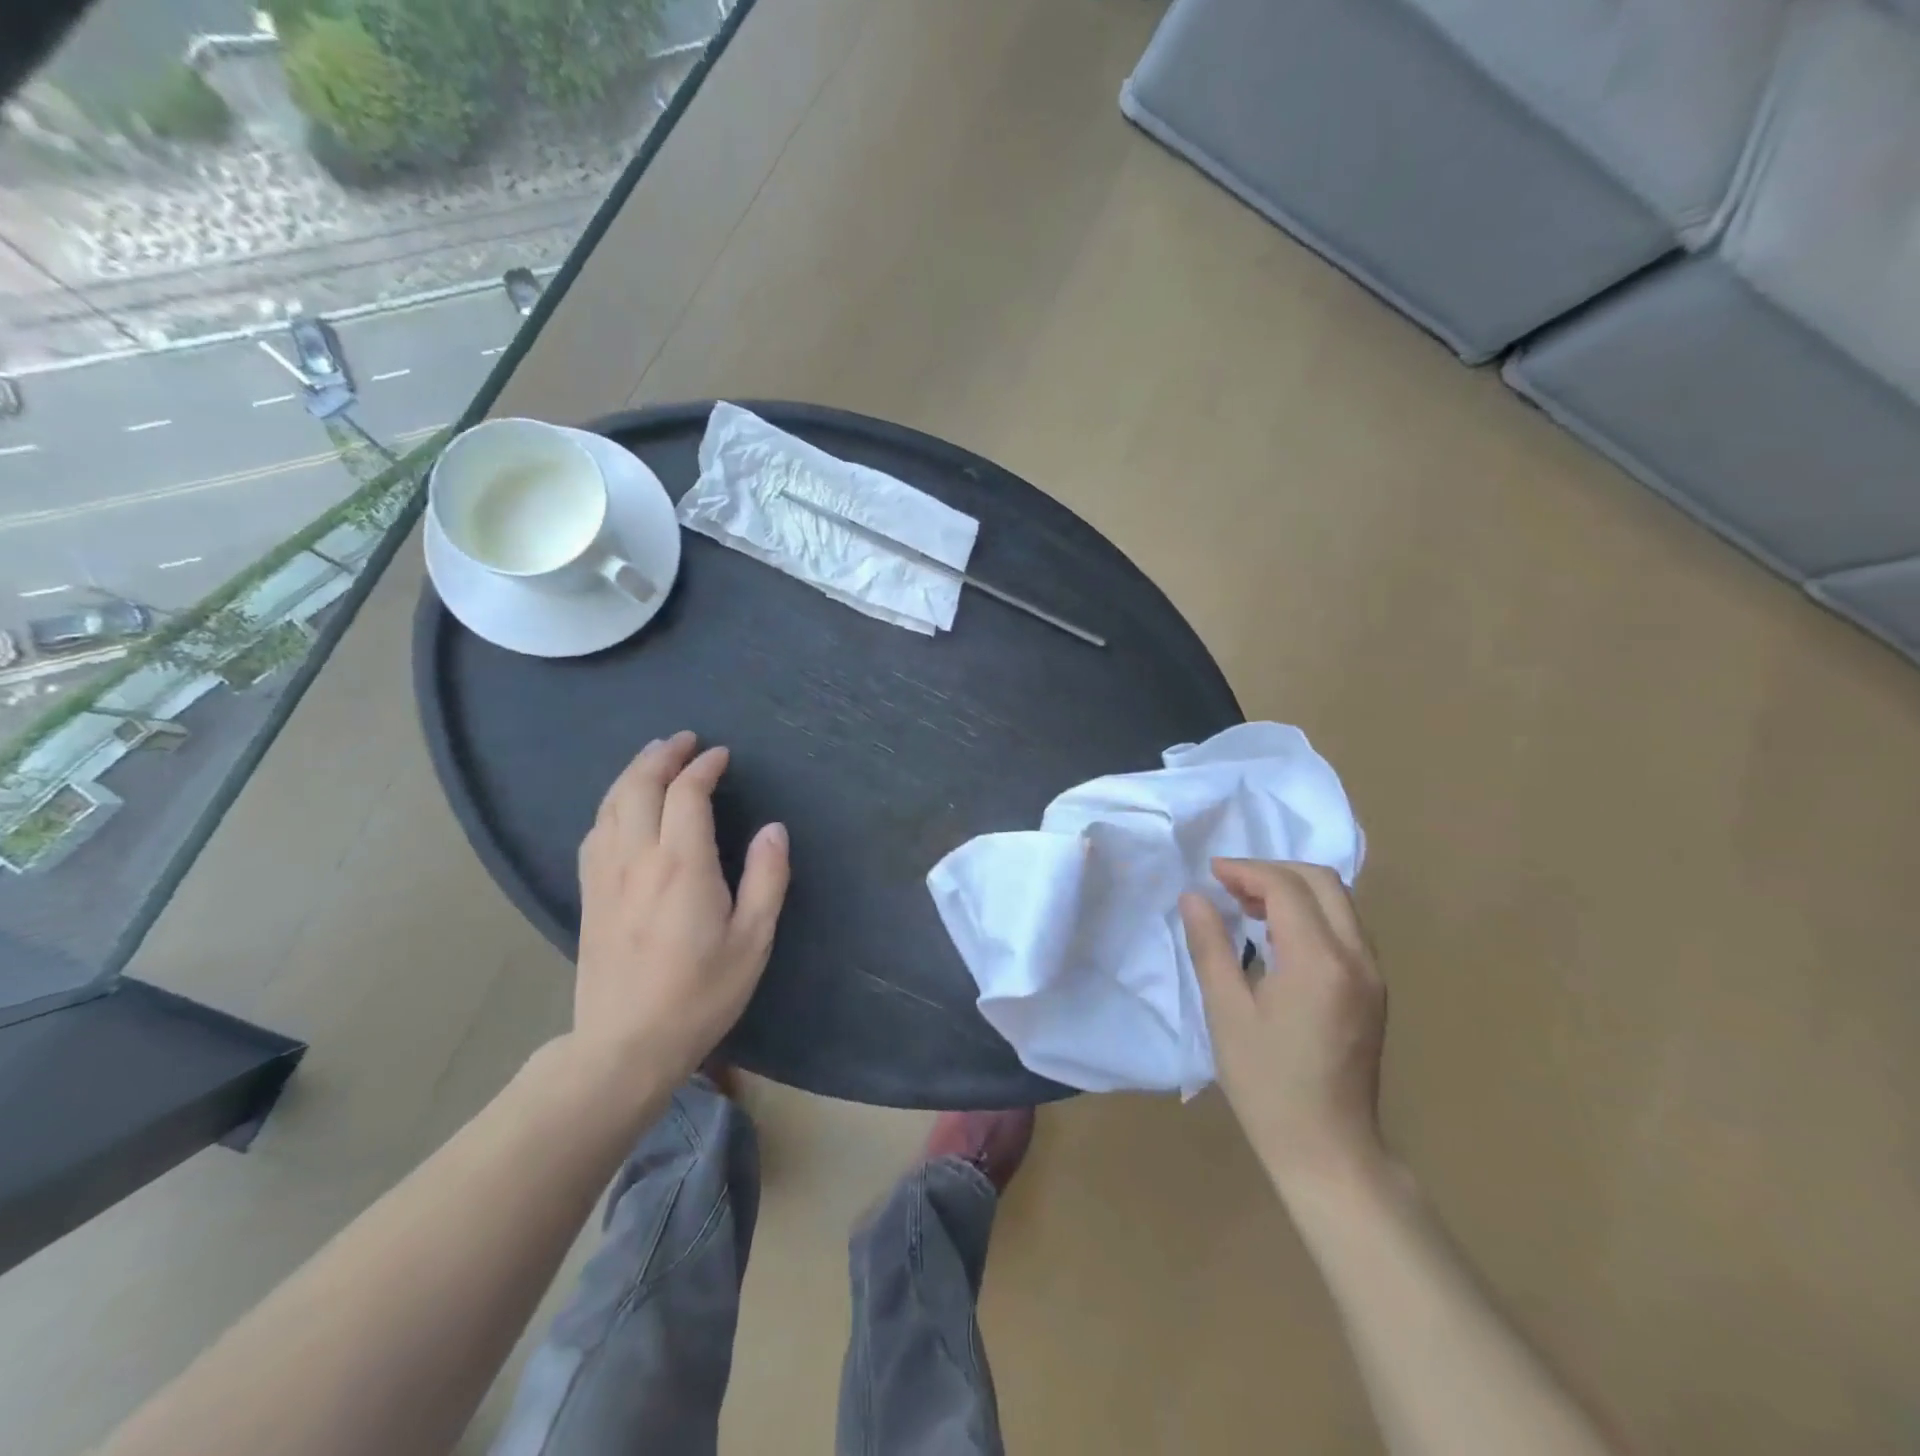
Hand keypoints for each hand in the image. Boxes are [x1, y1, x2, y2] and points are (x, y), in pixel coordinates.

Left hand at [571, 732, 789, 1090]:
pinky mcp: (589, 894)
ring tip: (654, 757)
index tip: (722, 756)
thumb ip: (767, 878)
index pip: (687, 794)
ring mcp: (605, 875)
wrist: (625, 1045)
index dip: (705, 767)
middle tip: (685, 741)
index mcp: (681, 864)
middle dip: (662, 755)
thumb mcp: (752, 940)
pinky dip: (612, 804)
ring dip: (633, 772)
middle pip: (640, 786)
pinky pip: (595, 831)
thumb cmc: (700, 994)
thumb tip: (773, 829)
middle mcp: (637, 858)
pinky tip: (622, 806)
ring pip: (612, 803)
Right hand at [1180, 860, 1387, 1199]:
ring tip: (1247, 907)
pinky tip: (1277, 936)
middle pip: (1322, 881)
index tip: (1210, 874)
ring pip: (1339, 901)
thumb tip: (1194, 896)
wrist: (1328, 1150)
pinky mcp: (1373, 989)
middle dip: (1272, 871)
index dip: (1246, 871)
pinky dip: (1310, 913)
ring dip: (1293, 890)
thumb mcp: (1226, 1012)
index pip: (1286, 887)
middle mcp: (1357, 958)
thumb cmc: (1267, 1084)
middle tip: (1229, 886)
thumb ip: (1210, 946)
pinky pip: (1345, 927)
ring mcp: (1372, 974)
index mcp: (1320, 962)